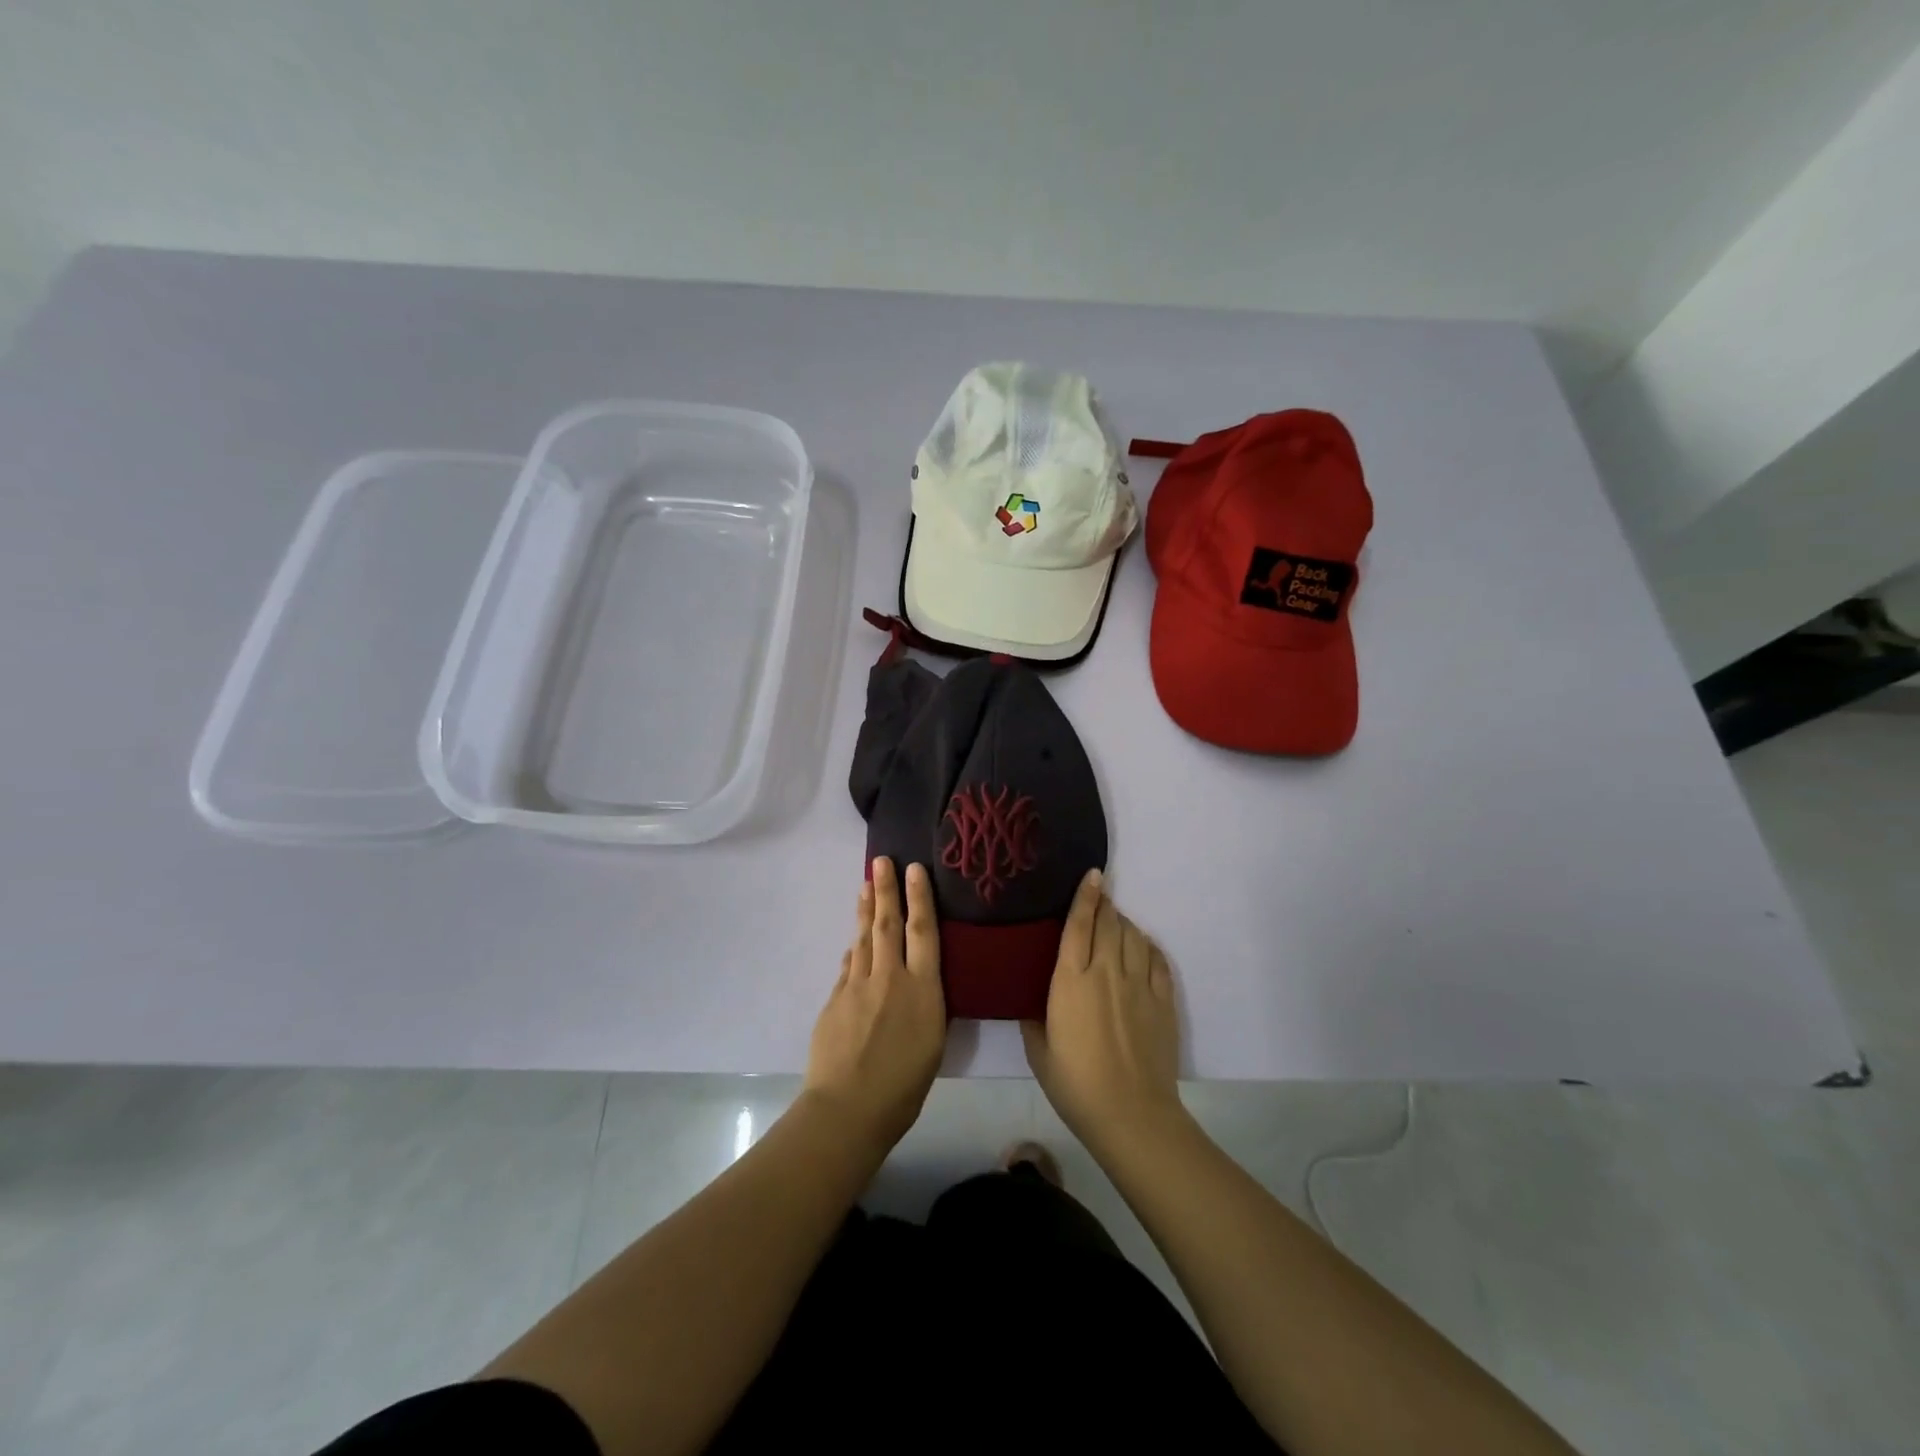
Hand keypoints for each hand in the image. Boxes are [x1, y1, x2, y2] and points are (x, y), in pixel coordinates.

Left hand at [802, 858, 946, 1156]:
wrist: (849, 1107)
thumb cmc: (904, 1085)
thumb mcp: (933, 1043)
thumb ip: (926, 1004)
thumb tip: (916, 981)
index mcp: (922, 988)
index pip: (923, 931)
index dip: (919, 897)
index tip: (914, 868)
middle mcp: (890, 977)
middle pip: (888, 923)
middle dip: (886, 888)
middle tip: (882, 860)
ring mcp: (858, 985)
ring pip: (864, 938)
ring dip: (866, 910)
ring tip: (866, 885)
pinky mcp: (835, 999)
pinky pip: (849, 966)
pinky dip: (854, 949)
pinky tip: (855, 941)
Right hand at [1022, 870, 1183, 1152]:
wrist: (1131, 1114)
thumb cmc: (1076, 1084)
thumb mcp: (1039, 1051)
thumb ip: (1034, 1017)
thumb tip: (1033, 1000)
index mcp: (1071, 981)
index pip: (1078, 925)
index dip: (1084, 897)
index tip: (1092, 875)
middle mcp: (1106, 972)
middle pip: (1108, 923)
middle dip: (1104, 904)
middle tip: (1100, 896)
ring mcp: (1139, 984)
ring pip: (1133, 936)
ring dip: (1124, 924)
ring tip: (1116, 922)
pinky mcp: (1163, 1000)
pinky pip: (1158, 960)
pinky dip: (1148, 946)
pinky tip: (1142, 947)